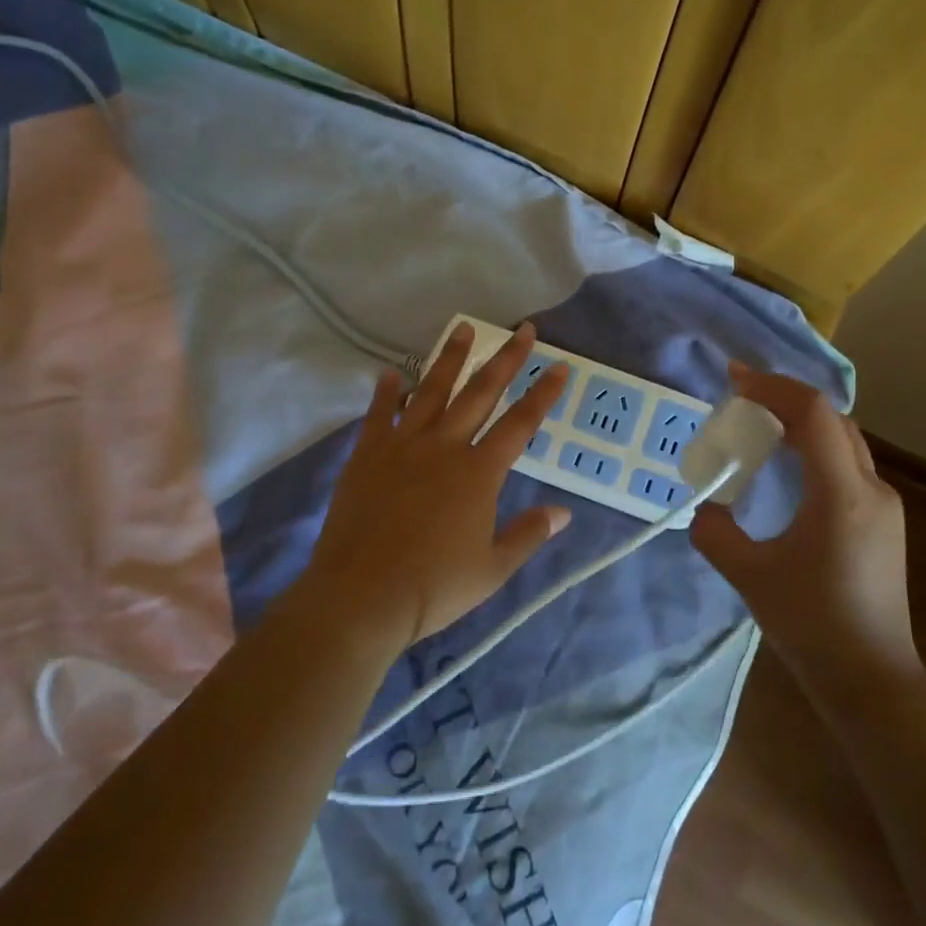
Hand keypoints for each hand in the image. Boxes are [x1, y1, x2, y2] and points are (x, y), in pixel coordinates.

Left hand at [297, 323, 571, 650]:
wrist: (361, 597)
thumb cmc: (434, 587)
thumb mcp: (493, 568)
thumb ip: (529, 534)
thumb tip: (564, 512)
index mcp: (479, 472)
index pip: (520, 423)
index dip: (543, 393)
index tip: (559, 365)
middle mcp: (444, 447)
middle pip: (480, 393)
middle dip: (505, 359)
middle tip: (521, 329)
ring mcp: (402, 446)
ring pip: (431, 392)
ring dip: (450, 359)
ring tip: (463, 328)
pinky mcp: (366, 455)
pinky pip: (378, 415)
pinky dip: (386, 392)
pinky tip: (391, 373)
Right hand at [690, 364, 915, 678]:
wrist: (872, 680)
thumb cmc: (812, 626)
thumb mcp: (750, 577)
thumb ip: (716, 534)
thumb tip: (705, 509)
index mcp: (842, 494)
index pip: (814, 414)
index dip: (773, 387)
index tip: (733, 381)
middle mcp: (871, 487)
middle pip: (832, 419)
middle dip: (785, 399)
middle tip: (741, 400)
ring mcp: (884, 505)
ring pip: (844, 440)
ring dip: (803, 422)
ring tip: (760, 426)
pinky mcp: (884, 523)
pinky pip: (848, 464)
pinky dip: (816, 449)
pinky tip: (788, 468)